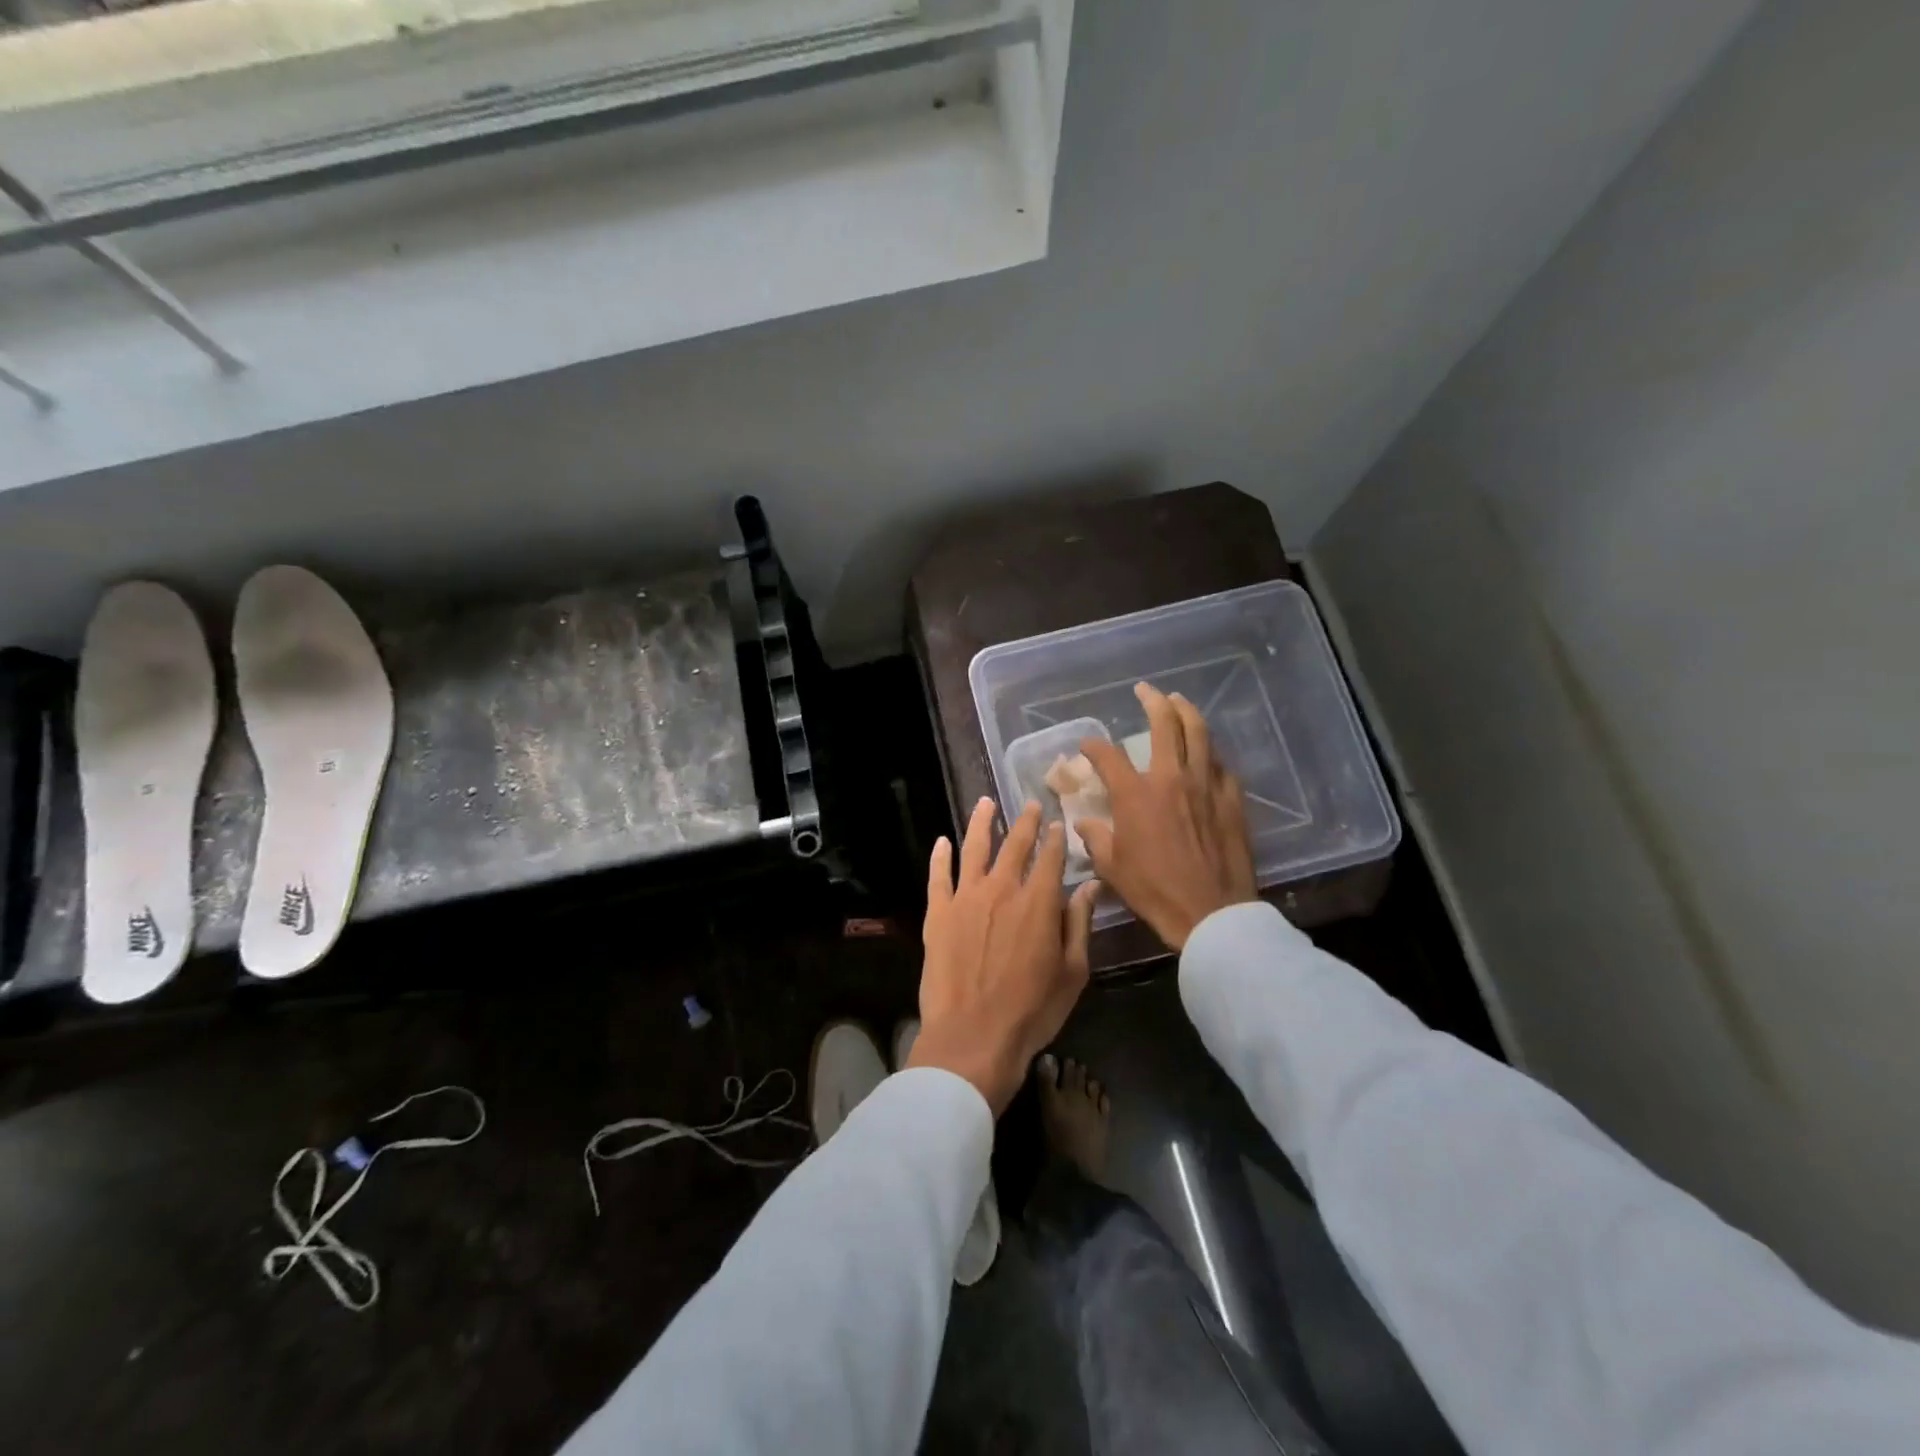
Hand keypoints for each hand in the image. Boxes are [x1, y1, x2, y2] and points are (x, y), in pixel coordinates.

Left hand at [910, 798, 1100, 1115]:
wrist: (973, 1036)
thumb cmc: (1032, 1010)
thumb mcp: (1072, 972)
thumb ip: (1079, 923)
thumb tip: (1091, 885)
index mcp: (1039, 902)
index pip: (1050, 857)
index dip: (1056, 838)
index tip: (1059, 823)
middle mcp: (1002, 889)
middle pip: (1015, 845)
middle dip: (1025, 822)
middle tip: (1030, 805)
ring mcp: (965, 898)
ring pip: (974, 848)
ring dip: (982, 822)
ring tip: (986, 802)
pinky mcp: (937, 913)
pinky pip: (938, 876)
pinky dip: (940, 856)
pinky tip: (942, 841)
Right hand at [1077, 683, 1256, 951]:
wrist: (1210, 912)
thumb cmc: (1154, 890)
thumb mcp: (1111, 867)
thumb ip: (1096, 838)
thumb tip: (1085, 824)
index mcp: (1136, 794)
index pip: (1108, 755)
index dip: (1093, 746)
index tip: (1087, 746)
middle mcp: (1170, 778)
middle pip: (1164, 725)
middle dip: (1152, 701)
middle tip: (1145, 690)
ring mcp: (1205, 786)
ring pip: (1199, 734)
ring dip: (1186, 712)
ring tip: (1178, 700)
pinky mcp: (1231, 799)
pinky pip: (1220, 765)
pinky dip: (1209, 753)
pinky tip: (1206, 754)